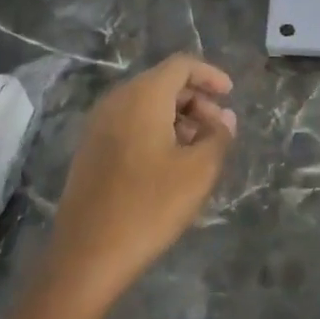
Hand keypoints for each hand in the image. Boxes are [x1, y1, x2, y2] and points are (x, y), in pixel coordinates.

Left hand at [44, 54, 237, 302]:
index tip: (231, 94)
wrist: (88, 253)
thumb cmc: (150, 206)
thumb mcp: (199, 171)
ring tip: (200, 149)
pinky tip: (171, 163)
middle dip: (196, 99)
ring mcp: (98, 126)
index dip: (210, 75)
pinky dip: (155, 130)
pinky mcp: (91, 150)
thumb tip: (225, 118)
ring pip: (145, 105)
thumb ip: (218, 136)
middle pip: (162, 83)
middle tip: (219, 129)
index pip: (181, 65)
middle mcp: (116, 101)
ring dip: (177, 117)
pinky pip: (129, 124)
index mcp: (142, 97)